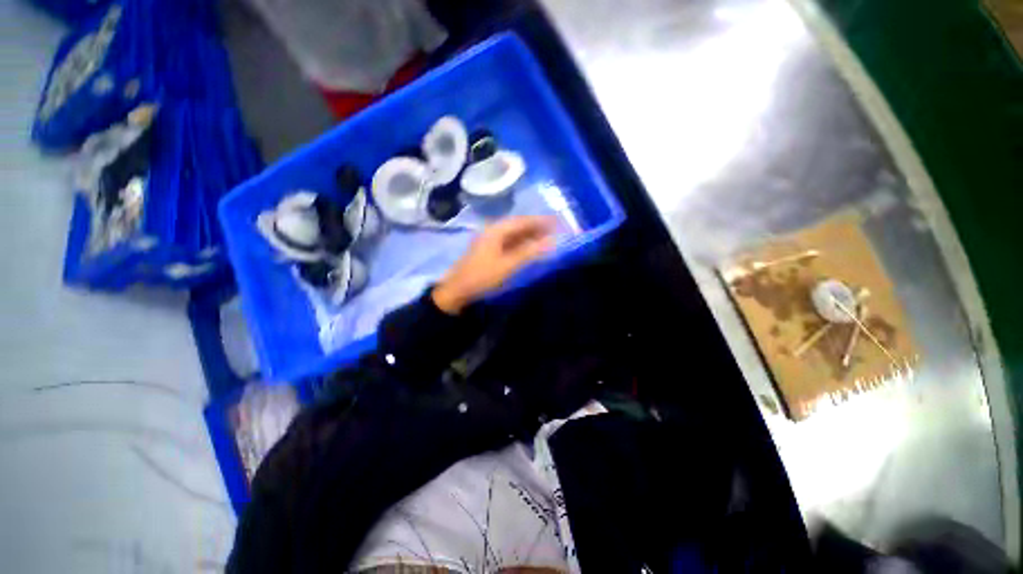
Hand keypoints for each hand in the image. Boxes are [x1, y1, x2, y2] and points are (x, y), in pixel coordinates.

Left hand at [432, 216, 555, 313]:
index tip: (558, 222)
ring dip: (530, 236)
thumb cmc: (483, 276)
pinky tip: (530, 248)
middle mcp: (493, 230)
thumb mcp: (508, 265)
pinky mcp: (489, 250)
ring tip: (547, 239)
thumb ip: (530, 252)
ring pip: (514, 234)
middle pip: (519, 225)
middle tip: (556, 231)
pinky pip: (509, 242)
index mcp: (496, 230)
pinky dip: (522, 244)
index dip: (541, 220)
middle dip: (537, 227)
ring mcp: (490, 240)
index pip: (523, 220)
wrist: (457, 291)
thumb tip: (552, 241)